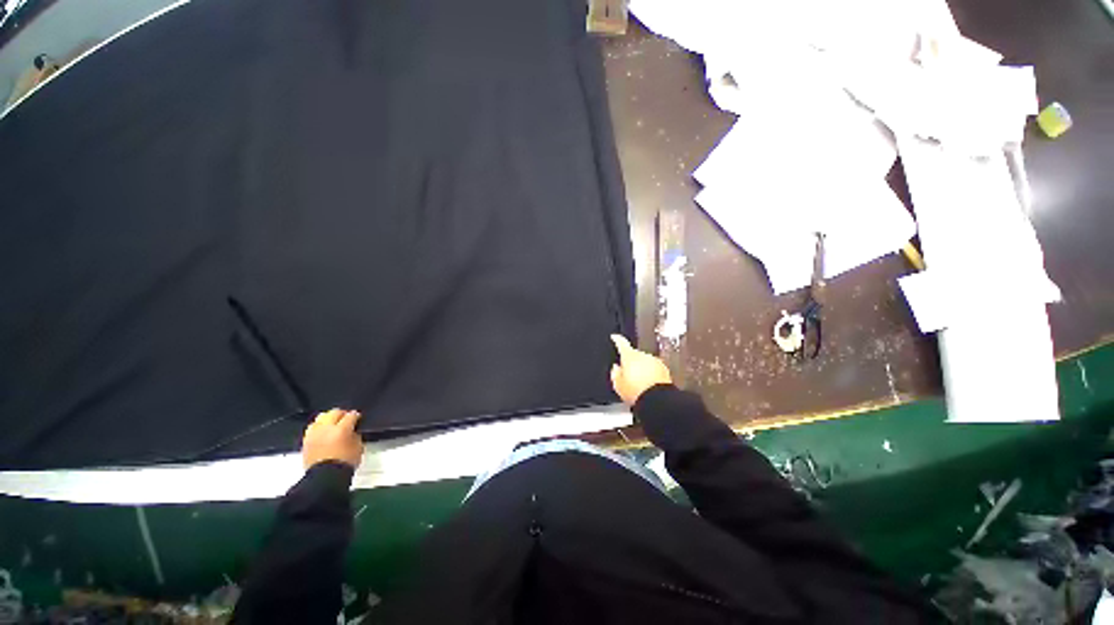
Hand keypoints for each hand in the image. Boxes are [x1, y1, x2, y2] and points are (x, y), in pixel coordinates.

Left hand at [302, 408, 363, 469]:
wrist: (325, 478)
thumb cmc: (344, 463)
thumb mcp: (358, 447)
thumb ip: (355, 435)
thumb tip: (353, 430)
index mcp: (341, 429)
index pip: (351, 415)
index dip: (356, 415)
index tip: (358, 417)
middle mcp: (326, 429)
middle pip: (334, 412)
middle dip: (342, 413)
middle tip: (346, 417)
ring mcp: (314, 434)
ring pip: (321, 418)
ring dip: (328, 418)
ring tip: (333, 423)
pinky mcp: (306, 441)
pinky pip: (312, 428)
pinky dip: (319, 427)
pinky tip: (323, 431)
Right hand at [610, 334, 671, 405]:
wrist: (658, 400)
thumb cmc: (637, 392)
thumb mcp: (618, 385)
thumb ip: (615, 373)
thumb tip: (616, 368)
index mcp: (629, 356)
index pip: (621, 343)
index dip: (617, 339)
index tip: (615, 337)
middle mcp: (643, 355)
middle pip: (634, 355)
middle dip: (631, 362)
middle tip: (627, 376)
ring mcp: (655, 361)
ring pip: (645, 362)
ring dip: (642, 369)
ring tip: (639, 384)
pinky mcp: (664, 369)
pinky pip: (654, 369)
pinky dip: (651, 374)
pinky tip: (648, 385)